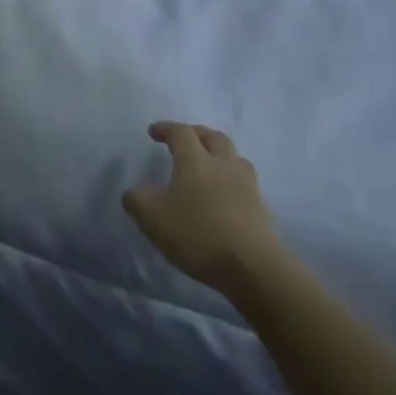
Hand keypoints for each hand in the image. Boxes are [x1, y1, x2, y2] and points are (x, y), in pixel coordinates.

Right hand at [123, 122, 281, 291]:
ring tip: (207, 165)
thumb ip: (137, 200)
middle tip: (184, 139)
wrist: (252, 266)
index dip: (165, 128)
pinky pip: (243, 181)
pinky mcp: (260, 206)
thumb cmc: (197, 234)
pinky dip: (230, 179)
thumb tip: (135, 191)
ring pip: (233, 157)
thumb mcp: (152, 219)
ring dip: (218, 154)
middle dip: (196, 133)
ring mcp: (247, 185)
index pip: (181, 133)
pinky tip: (222, 194)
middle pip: (213, 137)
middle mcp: (224, 164)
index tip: (153, 132)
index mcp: (196, 161)